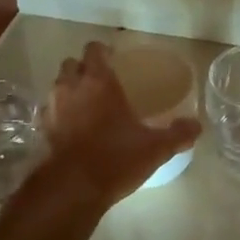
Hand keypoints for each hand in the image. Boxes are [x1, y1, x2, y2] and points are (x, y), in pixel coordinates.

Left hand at [33, 42, 200, 209]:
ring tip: (87, 104)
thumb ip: (177, 134)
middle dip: (83, 68)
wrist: (73, 189)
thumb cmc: (116, 157)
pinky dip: (60, 114)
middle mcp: (72, 88)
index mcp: (99, 81)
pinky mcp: (42, 131)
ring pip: (58, 86)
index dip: (102, 50)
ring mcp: (53, 109)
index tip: (113, 58)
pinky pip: (50, 112)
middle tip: (100, 80)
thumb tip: (197, 125)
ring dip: (69, 89)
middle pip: (71, 64)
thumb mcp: (155, 148)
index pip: (94, 50)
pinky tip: (73, 128)